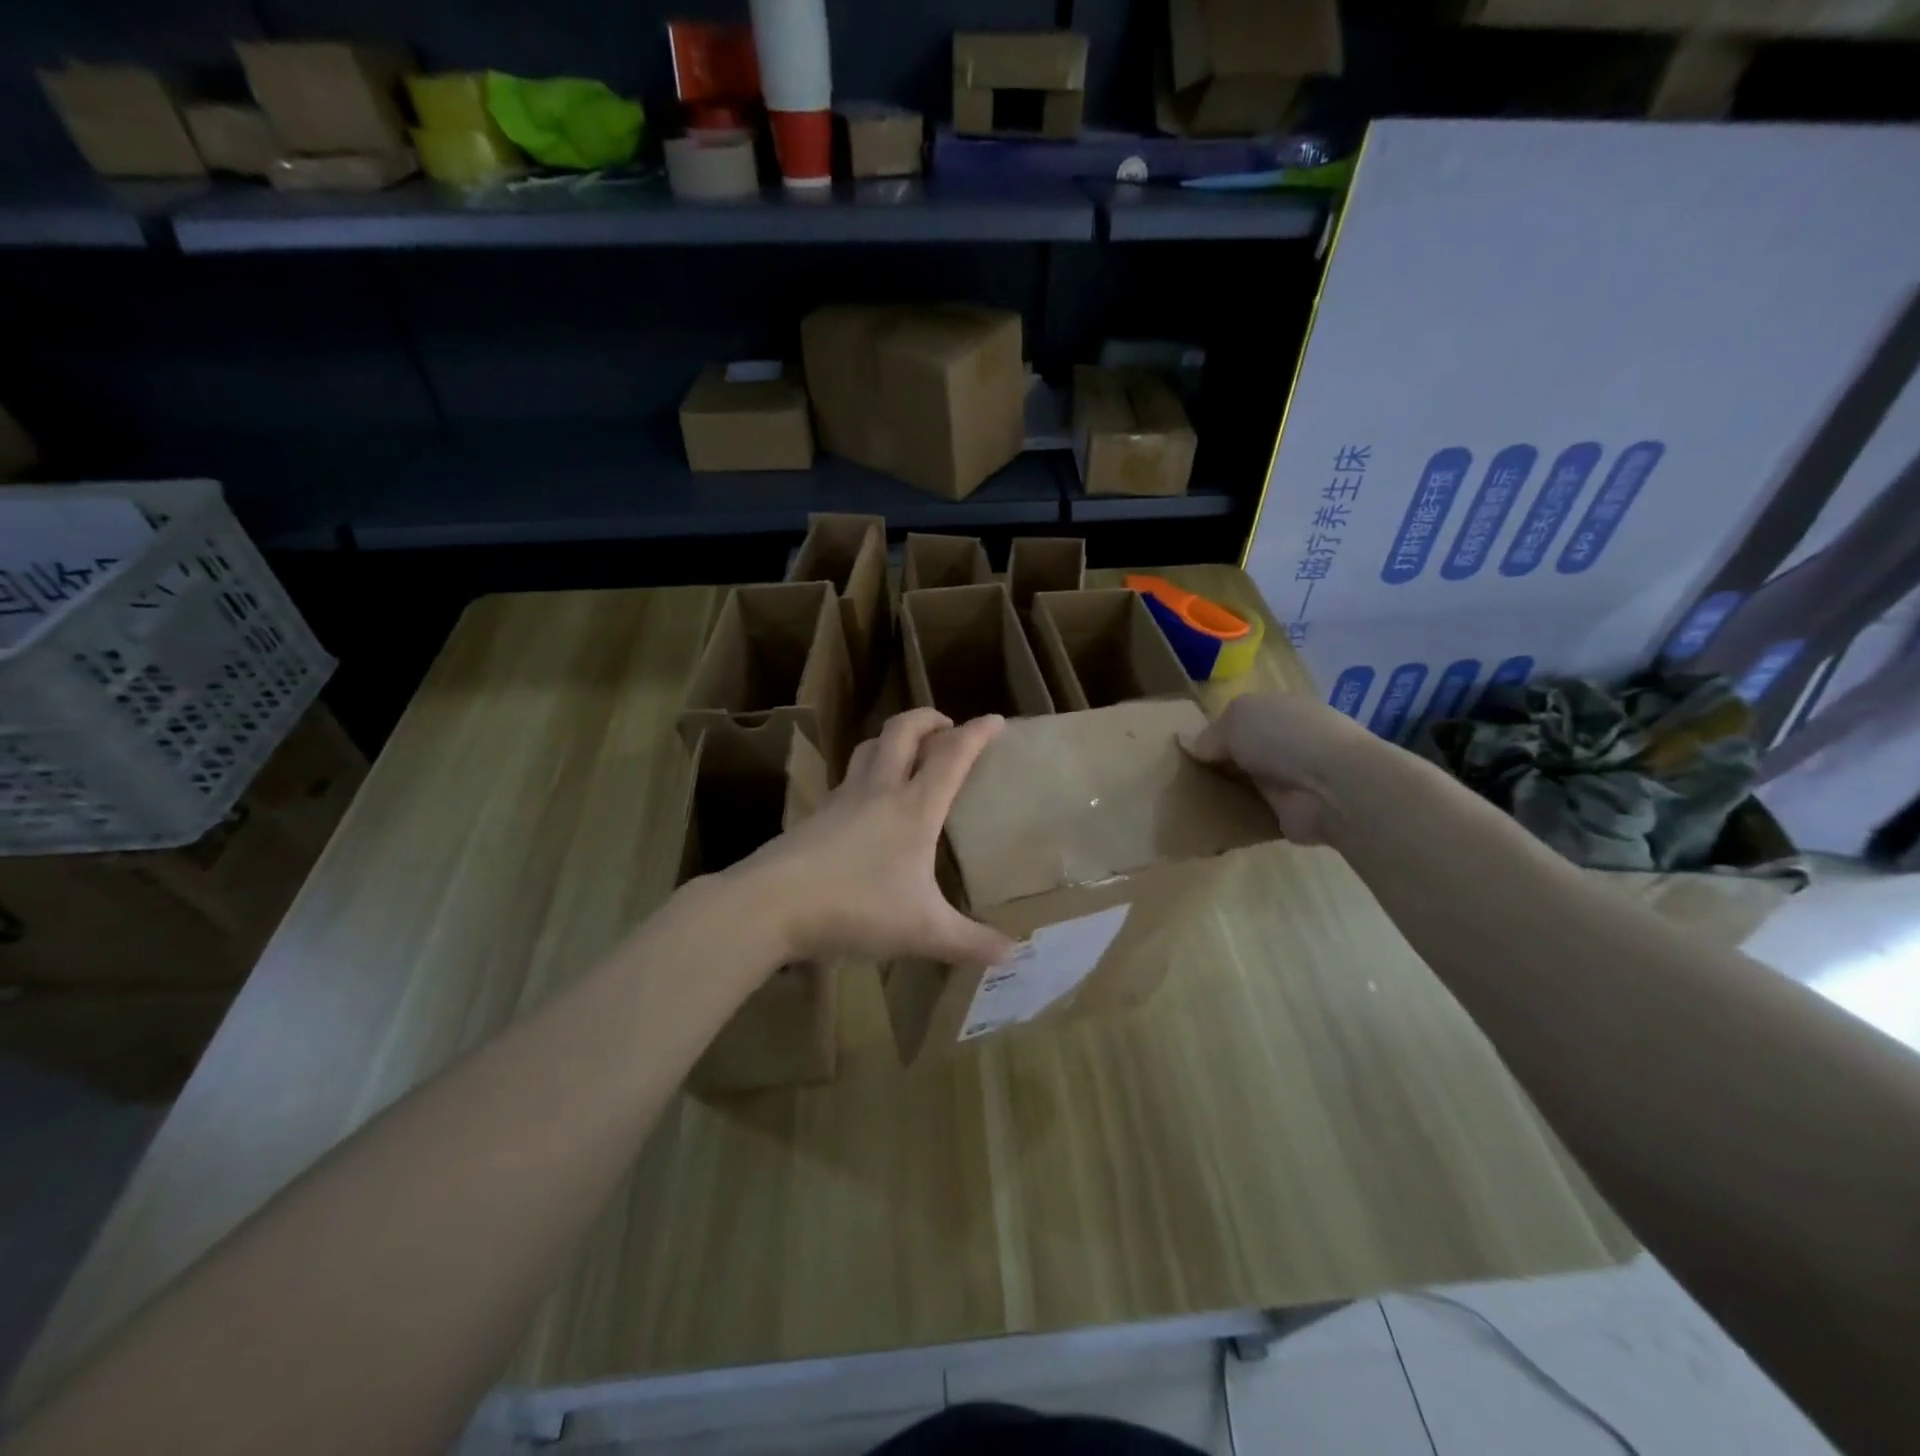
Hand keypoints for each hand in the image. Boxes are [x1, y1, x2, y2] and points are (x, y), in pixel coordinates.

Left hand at [732, 709, 1016, 966]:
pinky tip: (867, 805)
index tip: (995, 719)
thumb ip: (970, 942)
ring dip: (892, 739)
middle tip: (947, 727)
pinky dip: (866, 773)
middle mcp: (879, 791)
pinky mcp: (816, 816)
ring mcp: (841, 800)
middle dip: (928, 719)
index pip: (951, 756)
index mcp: (914, 808)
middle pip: (902, 731)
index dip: (977, 734)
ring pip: (868, 748)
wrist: (770, 905)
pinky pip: (847, 779)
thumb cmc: (856, 908)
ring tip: (907, 754)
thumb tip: (1012, 953)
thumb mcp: (922, 932)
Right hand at [1180, 691, 1380, 845]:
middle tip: (1179, 774)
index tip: (1186, 746)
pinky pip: (1254, 812)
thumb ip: (1210, 732)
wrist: (1334, 787)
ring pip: (1248, 782)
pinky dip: (1236, 816)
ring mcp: (1292, 779)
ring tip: (1186, 798)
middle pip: (1243, 751)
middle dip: (1218, 761)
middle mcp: (1288, 742)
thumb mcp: (1237, 718)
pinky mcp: (1290, 814)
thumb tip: (1185, 741)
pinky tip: (1207, 820)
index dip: (1215, 729)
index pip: (1242, 717)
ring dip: (1226, 790)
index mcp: (1280, 710)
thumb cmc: (1285, 737)